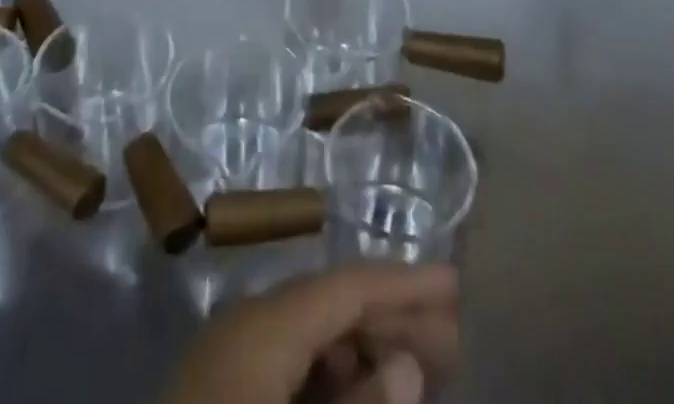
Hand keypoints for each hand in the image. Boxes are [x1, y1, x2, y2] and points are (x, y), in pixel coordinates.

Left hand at [161, 263, 460, 403]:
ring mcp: (227, 361)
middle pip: (331, 306)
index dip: (404, 282)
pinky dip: (331, 378)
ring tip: (414, 376)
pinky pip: (289, 369)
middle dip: (391, 320)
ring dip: (364, 350)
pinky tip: (362, 396)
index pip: (346, 284)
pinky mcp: (219, 392)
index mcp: (260, 325)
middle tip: (450, 342)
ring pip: (312, 338)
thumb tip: (407, 365)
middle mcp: (244, 326)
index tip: (454, 285)